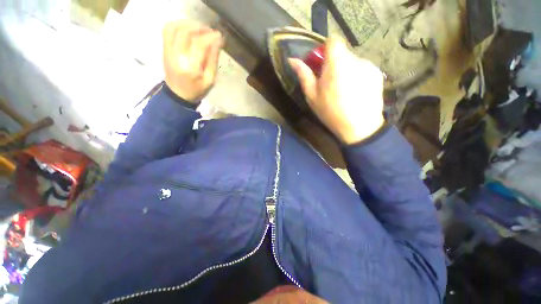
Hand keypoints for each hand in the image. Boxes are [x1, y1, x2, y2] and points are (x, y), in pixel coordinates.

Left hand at [163, 20, 222, 102]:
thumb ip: (213, 60)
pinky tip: (187, 28)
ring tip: (199, 28)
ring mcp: (168, 51)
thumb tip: (217, 42)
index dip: (210, 37)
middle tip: (209, 31)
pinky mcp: (164, 49)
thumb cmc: (197, 90)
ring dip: (188, 24)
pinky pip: (167, 30)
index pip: (199, 44)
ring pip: (174, 27)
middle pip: (185, 32)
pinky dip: (177, 24)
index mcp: (190, 67)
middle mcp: (177, 56)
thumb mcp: (210, 80)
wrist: (178, 95)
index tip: (219, 36)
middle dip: (199, 28)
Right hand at [289, 37, 384, 143]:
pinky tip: (355, 93)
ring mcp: (369, 66)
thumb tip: (292, 60)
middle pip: (342, 53)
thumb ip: (304, 75)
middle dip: (334, 64)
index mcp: (336, 63)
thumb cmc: (331, 112)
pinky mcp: (377, 74)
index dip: (325, 50)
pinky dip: (357, 76)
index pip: (333, 41)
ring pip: (353, 61)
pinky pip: (363, 69)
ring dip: (346, 71)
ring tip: (343, 91)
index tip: (321, 65)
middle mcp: (355, 59)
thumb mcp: (312, 96)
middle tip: (330, 84)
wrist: (359, 127)